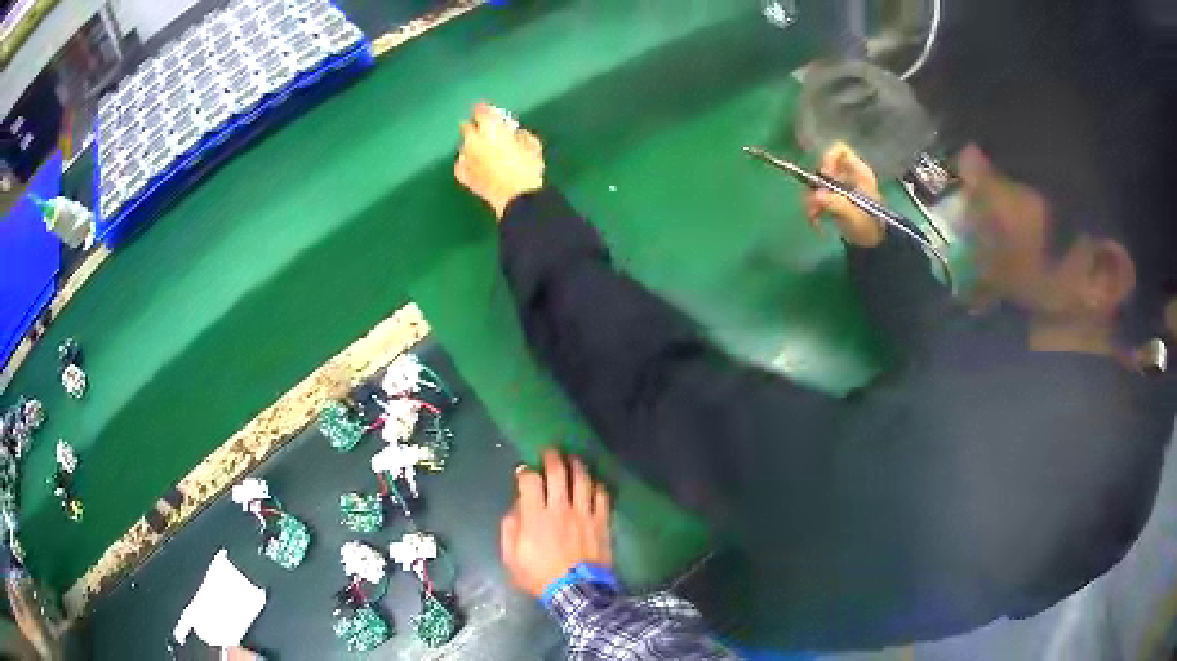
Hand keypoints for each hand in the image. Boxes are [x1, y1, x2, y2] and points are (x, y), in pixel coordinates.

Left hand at [456, 103, 545, 220]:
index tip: (491, 113)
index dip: (485, 110)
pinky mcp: (462, 174)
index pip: (480, 110)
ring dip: (472, 146)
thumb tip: (512, 132)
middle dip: (475, 127)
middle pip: (466, 126)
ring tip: (484, 154)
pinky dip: (467, 163)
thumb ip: (519, 134)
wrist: (516, 198)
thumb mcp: (532, 145)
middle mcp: (472, 139)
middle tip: (487, 133)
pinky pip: (461, 163)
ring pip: (464, 145)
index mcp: (489, 128)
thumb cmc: (528, 168)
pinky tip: (477, 167)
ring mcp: (465, 157)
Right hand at [500, 448, 612, 597]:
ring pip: (583, 479)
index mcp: (536, 516)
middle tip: (550, 452)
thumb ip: (510, 530)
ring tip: (573, 459)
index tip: (523, 471)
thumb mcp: (512, 558)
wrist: (576, 592)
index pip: (531, 481)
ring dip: (577, 465)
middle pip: (558, 472)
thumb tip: (516, 509)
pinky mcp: (602, 521)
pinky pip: (602, 496)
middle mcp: (561, 508)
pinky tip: (594, 483)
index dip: (525, 472)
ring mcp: (584, 513)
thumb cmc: (540, 576)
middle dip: (552, 457)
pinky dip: (597, 486)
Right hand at [805, 142, 885, 246]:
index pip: (840, 151)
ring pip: (817, 184)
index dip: (829, 158)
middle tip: (812, 203)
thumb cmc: (870, 228)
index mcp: (859, 173)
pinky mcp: (833, 199)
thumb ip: (837, 204)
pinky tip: (815, 220)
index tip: (823, 176)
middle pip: (824, 168)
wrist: (875, 246)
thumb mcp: (856, 217)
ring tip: (813, 216)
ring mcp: (840, 187)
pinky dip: (814, 208)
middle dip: (815, 185)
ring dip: (811, 199)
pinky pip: (817, 197)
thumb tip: (816, 196)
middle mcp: (848, 175)